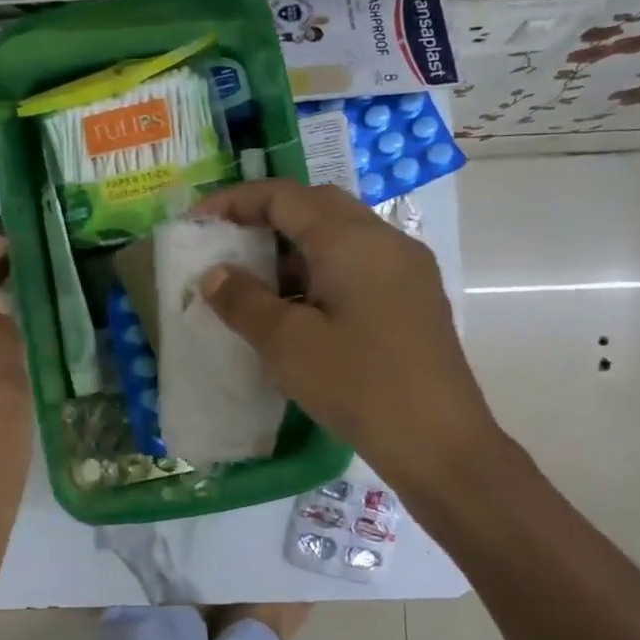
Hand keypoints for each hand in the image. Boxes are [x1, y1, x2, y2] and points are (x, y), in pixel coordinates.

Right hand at [193, 179, 502, 497]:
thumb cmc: (358, 385)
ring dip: (295, 248)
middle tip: (229, 246)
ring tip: (257, 284)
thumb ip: (243, 301)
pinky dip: (322, 271)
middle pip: (317, 206)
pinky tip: (300, 312)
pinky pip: (359, 264)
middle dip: (267, 218)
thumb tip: (215, 274)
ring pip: (341, 236)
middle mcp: (384, 240)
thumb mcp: (287, 344)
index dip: (235, 202)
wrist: (440, 444)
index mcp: (351, 239)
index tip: (198, 223)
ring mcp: (406, 269)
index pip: (284, 196)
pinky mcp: (414, 299)